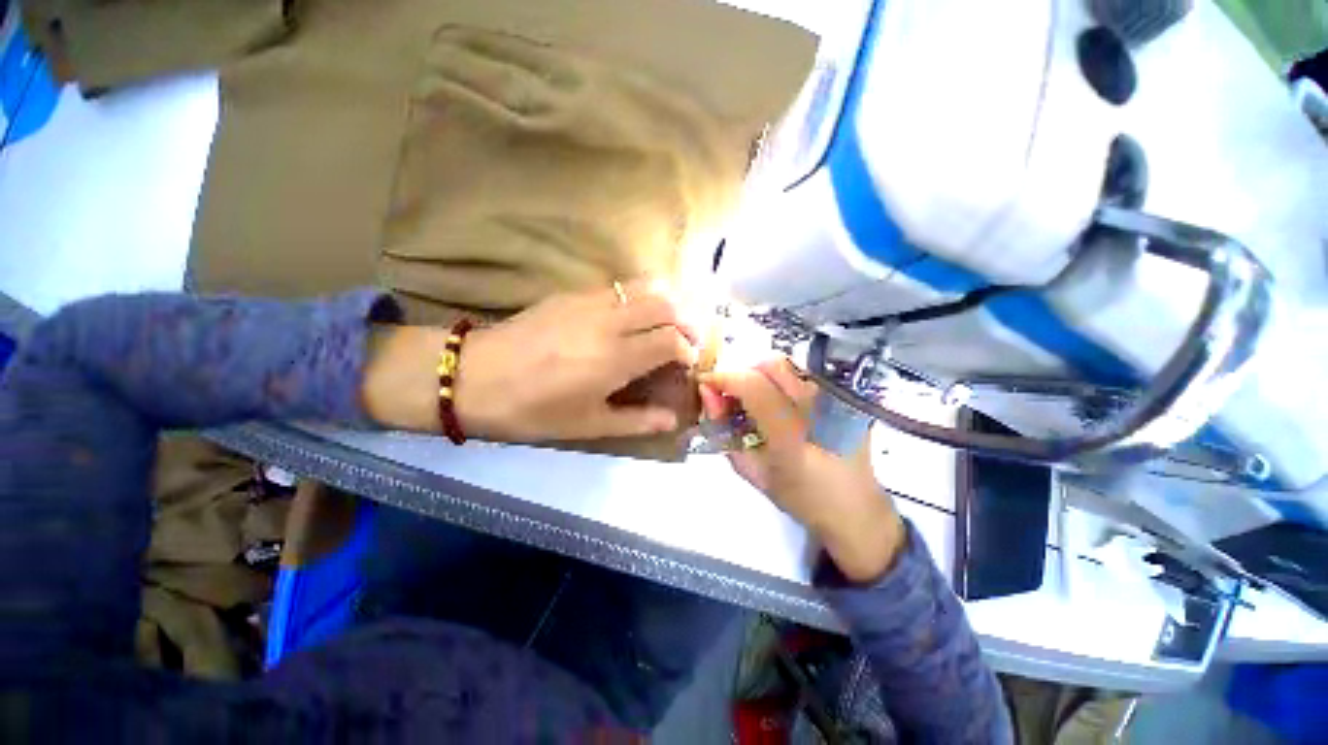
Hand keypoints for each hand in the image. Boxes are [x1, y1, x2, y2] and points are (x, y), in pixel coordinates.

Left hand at [361, 281, 698, 442]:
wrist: (474, 377)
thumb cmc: (532, 410)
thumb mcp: (587, 425)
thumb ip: (636, 420)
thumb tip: (672, 419)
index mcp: (615, 359)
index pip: (670, 341)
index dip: (687, 350)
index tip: (687, 363)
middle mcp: (608, 323)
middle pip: (664, 306)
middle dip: (685, 321)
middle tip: (684, 341)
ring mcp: (588, 302)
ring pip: (643, 287)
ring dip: (663, 303)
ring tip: (663, 324)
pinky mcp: (570, 293)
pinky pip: (617, 287)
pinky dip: (636, 298)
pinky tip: (628, 318)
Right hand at [700, 361, 904, 581]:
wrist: (857, 511)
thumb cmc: (800, 499)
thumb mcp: (752, 473)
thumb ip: (725, 432)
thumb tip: (709, 395)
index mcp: (793, 437)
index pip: (753, 386)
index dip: (724, 377)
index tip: (706, 382)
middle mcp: (818, 409)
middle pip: (772, 365)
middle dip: (743, 373)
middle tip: (731, 393)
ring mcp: (836, 401)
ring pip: (788, 366)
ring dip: (761, 375)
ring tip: (754, 399)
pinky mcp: (844, 399)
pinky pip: (802, 375)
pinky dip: (779, 380)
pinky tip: (778, 402)